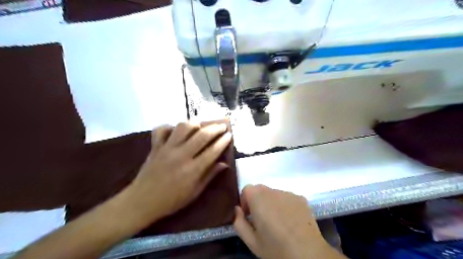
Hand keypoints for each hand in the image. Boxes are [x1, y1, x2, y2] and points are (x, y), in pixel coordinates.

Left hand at [119, 122, 230, 221]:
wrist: (142, 202)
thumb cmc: (172, 200)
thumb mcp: (195, 192)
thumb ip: (210, 176)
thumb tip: (224, 164)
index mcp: (193, 169)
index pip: (213, 151)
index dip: (223, 141)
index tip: (230, 135)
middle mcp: (181, 155)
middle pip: (202, 135)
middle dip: (215, 128)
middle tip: (222, 126)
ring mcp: (167, 149)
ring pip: (183, 127)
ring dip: (195, 124)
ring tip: (201, 125)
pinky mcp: (155, 147)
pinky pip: (161, 130)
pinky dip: (169, 127)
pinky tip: (175, 130)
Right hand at [234, 184, 330, 258]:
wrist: (308, 253)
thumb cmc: (276, 247)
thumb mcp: (251, 241)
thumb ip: (238, 222)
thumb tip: (237, 210)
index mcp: (258, 197)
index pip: (247, 189)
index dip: (245, 201)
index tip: (249, 215)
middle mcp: (273, 190)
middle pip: (261, 190)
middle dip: (258, 201)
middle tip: (262, 220)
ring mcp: (289, 193)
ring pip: (274, 194)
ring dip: (272, 203)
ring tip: (278, 222)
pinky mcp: (301, 198)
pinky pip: (287, 198)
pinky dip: (285, 205)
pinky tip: (290, 221)